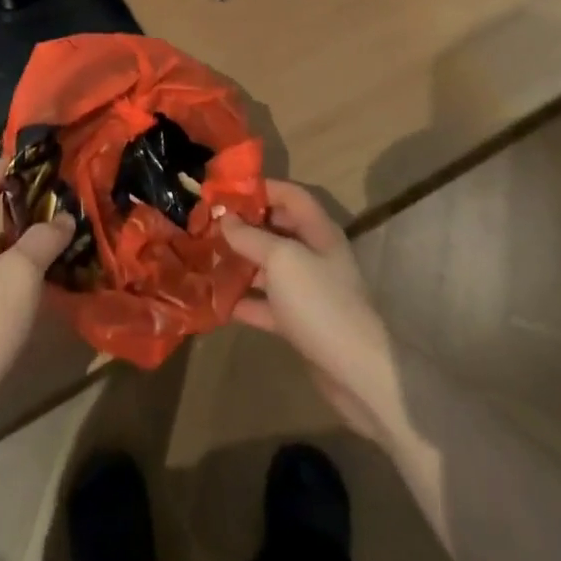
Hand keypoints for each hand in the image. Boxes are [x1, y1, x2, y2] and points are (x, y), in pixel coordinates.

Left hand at [0, 161, 74, 429]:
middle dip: (27, 205)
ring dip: (27, 241)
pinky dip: (19, 273)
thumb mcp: (17, 278)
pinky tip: (45, 287)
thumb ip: (42, 242)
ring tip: (66, 245)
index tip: (45, 168)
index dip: (8, 165)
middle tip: (66, 208)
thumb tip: (63, 217)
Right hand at [221, 181, 399, 441]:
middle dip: (244, 226)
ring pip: (268, 267)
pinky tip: (216, 301)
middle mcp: (314, 254)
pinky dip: (244, 300)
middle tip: (209, 225)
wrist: (355, 372)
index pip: (289, 195)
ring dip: (240, 263)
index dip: (260, 188)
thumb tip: (225, 218)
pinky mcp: (299, 321)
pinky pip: (267, 303)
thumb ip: (250, 237)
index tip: (224, 191)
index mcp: (318, 231)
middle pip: (276, 229)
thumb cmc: (319, 301)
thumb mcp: (281, 260)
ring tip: (205, 258)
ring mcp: (307, 289)